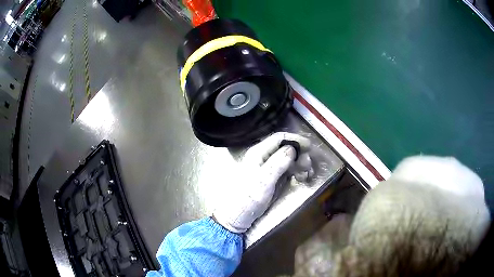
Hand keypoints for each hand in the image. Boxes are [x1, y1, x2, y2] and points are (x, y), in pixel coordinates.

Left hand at [213, 132, 311, 232]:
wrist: (238, 216)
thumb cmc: (248, 198)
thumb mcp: (264, 181)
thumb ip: (278, 163)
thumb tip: (292, 148)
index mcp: (258, 153)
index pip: (278, 138)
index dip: (295, 140)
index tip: (309, 147)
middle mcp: (263, 157)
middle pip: (285, 148)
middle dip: (299, 155)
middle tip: (308, 166)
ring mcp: (268, 168)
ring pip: (288, 159)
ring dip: (299, 164)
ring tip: (306, 174)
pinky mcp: (272, 178)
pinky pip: (287, 170)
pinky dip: (296, 172)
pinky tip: (301, 178)